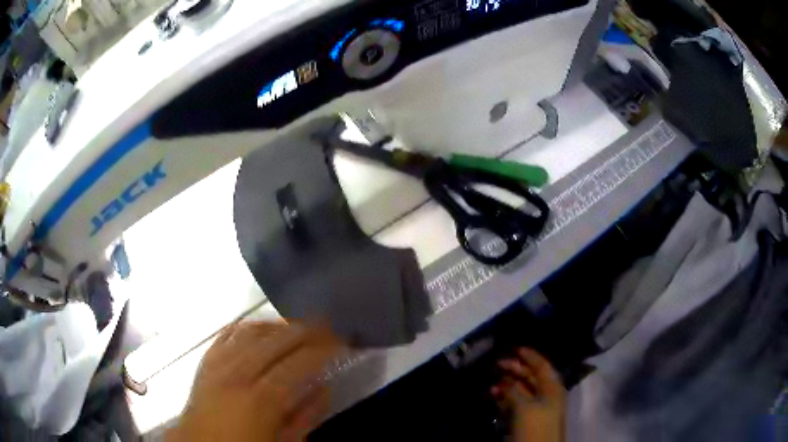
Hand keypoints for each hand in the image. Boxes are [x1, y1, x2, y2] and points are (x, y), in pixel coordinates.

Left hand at [166, 321, 343, 441]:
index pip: (297, 364)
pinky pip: (226, 334)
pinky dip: (247, 326)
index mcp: (259, 399)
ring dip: (278, 325)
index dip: (322, 350)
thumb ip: (306, 416)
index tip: (341, 341)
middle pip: (275, 341)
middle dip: (305, 330)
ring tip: (298, 326)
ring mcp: (218, 364)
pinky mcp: (205, 361)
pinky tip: (260, 327)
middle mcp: (237, 374)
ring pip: (250, 331)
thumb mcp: (283, 441)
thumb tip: (325, 388)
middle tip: (327, 325)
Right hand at [492, 348, 566, 441]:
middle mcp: (546, 395)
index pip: (542, 366)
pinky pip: (516, 404)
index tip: (514, 347)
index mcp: (552, 388)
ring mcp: (536, 408)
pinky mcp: (526, 419)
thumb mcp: (524, 407)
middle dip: (515, 369)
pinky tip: (494, 396)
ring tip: (492, 383)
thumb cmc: (535, 426)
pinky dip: (505, 398)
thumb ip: (514, 391)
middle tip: (497, 364)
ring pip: (521, 391)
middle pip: (531, 377)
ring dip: (507, 385)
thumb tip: (503, 381)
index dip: (530, 356)